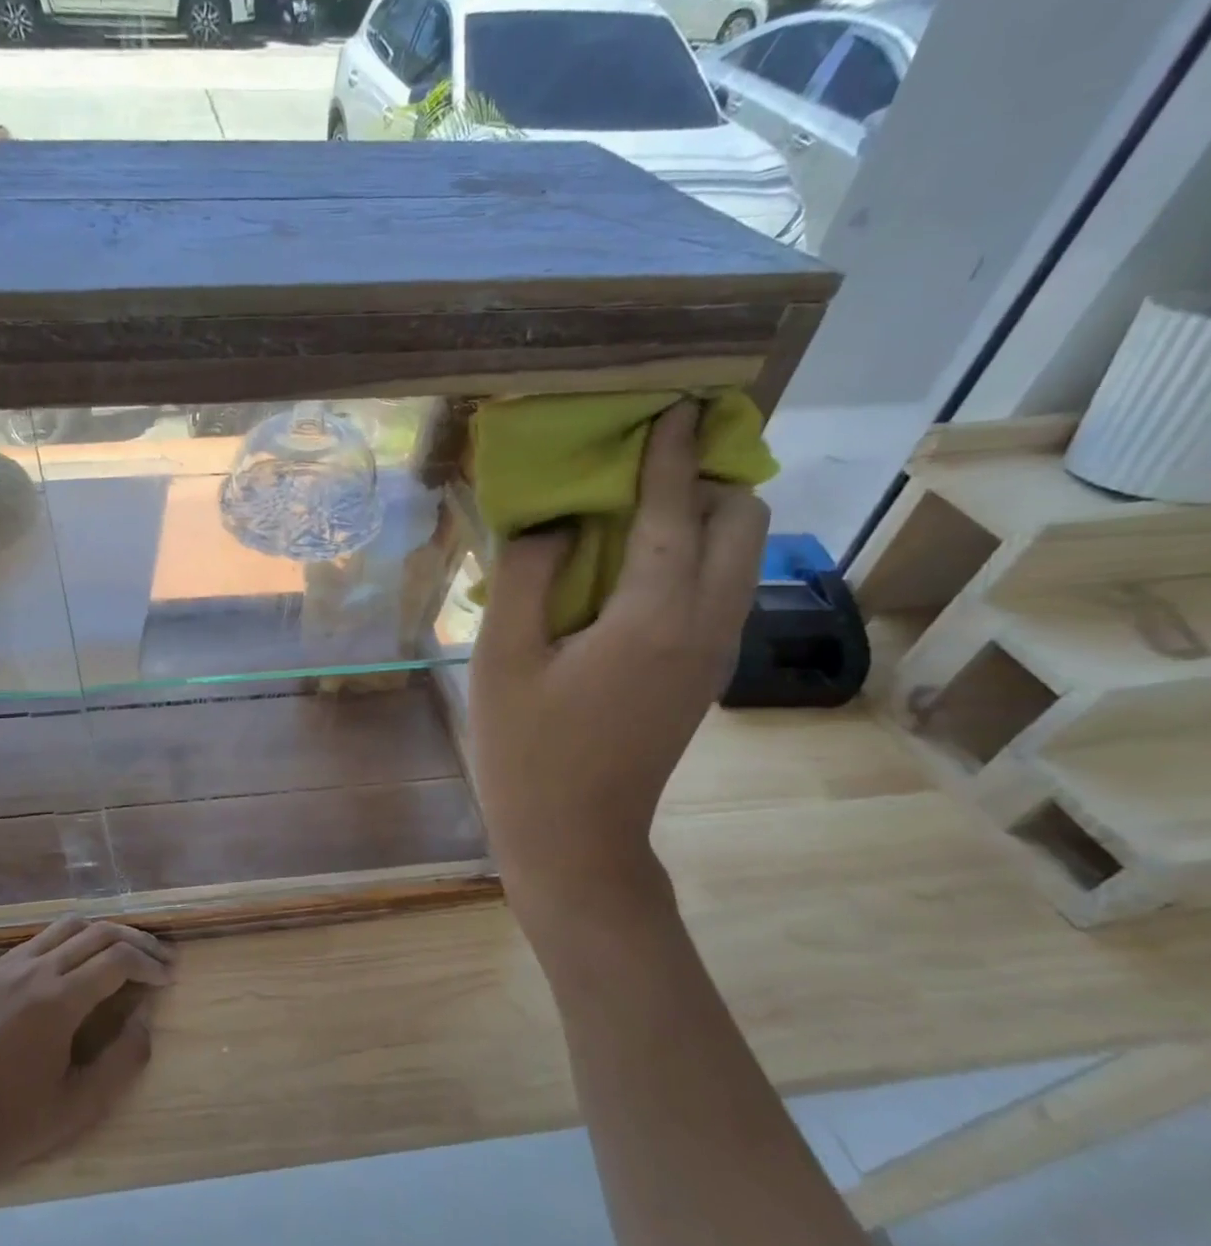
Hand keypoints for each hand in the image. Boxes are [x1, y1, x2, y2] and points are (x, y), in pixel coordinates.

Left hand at [0, 916, 175, 1196]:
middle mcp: (33, 969)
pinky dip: (69, 941)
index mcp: (57, 1000)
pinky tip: (76, 966)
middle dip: (135, 941)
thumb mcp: (77, 1108)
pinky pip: (38, 940)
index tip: (168, 978)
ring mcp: (5, 967)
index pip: (118, 958)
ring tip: (124, 954)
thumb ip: (122, 1061)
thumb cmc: (6, 1128)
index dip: (150, 964)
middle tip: (159, 960)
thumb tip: (145, 1020)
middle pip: (97, 931)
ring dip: (102, 933)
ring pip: (67, 926)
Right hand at [468, 401, 768, 919]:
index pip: (673, 511)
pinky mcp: (703, 674)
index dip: (671, 455)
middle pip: (742, 523)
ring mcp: (713, 654)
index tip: (676, 407)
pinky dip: (698, 555)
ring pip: (741, 557)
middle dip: (710, 478)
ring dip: (708, 515)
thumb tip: (553, 524)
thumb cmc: (526, 750)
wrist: (574, 837)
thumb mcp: (503, 659)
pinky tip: (640, 564)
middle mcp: (704, 626)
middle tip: (649, 463)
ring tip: (644, 503)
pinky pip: (721, 589)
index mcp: (652, 617)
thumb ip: (526, 576)